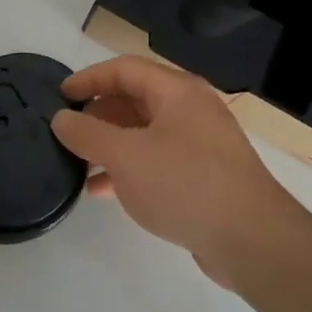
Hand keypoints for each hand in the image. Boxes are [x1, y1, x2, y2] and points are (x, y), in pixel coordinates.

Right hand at [51, 56, 297, 284]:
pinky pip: (155, 162)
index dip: (88, 79)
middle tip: (67, 133)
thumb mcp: (125, 156)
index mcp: (177, 92)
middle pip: (134, 100)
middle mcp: (190, 111)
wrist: (252, 241)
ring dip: (108, 145)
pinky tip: (101, 191)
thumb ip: (87, 134)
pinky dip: (127, 169)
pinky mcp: (201, 177)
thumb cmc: (185, 184)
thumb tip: (61, 118)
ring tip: (76, 163)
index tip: (59, 96)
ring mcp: (199, 145)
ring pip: (142, 134)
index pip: (124, 69)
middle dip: (97, 115)